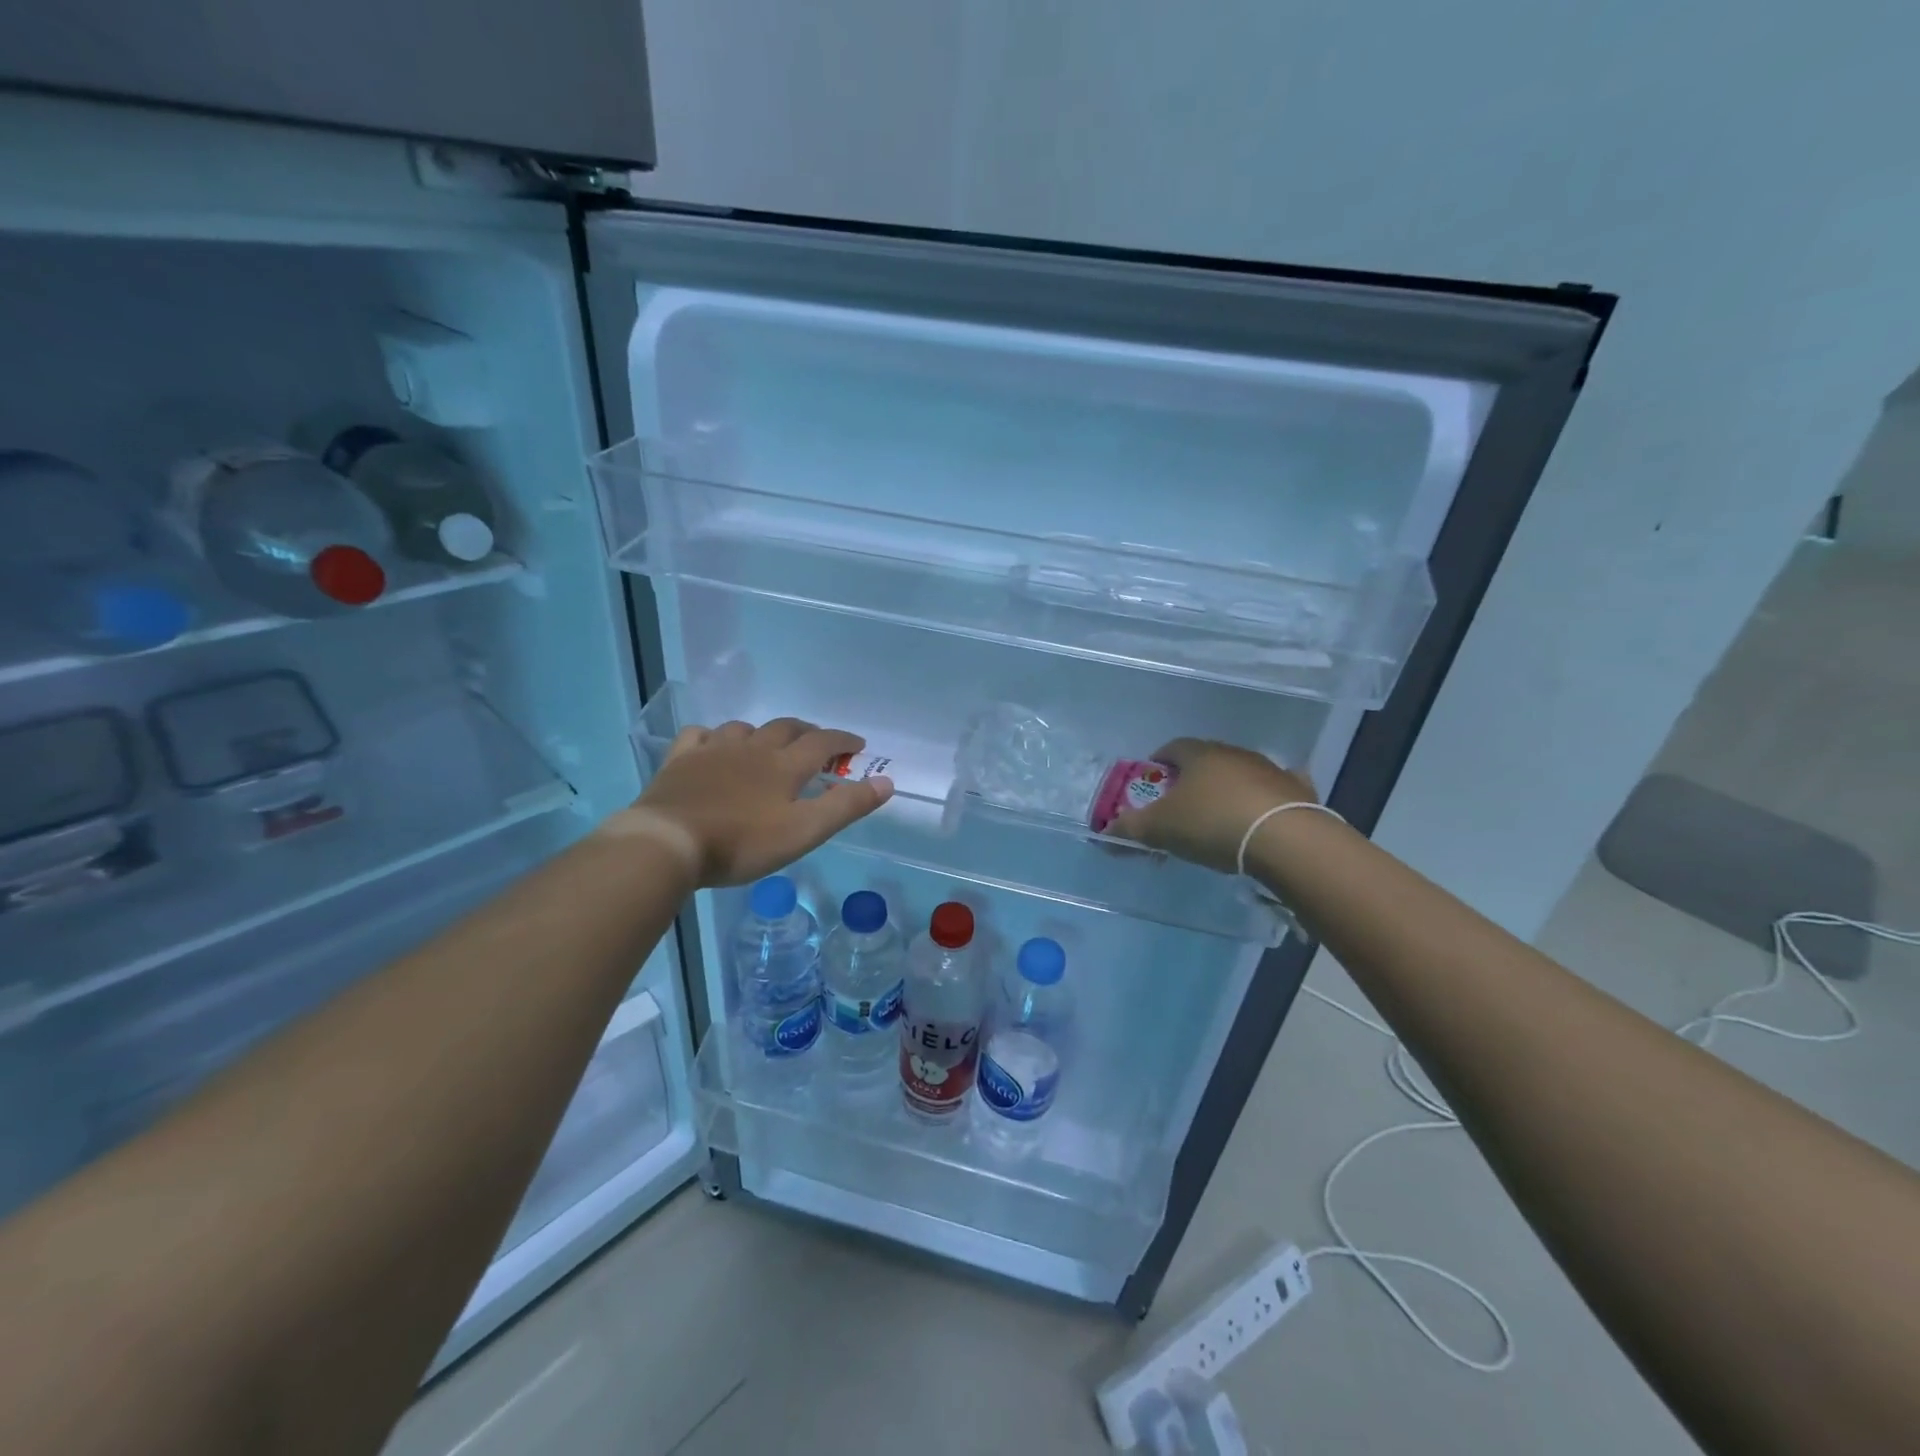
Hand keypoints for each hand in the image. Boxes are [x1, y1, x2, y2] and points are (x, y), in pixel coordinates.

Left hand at [617, 718, 892, 886]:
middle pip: (785, 728)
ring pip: (744, 728)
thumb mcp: (804, 832)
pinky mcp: (681, 761)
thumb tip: (886, 782)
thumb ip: (846, 806)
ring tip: (767, 745)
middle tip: (818, 742)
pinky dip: (713, 737)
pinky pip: (699, 736)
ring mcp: (713, 751)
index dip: (843, 740)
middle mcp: (752, 749)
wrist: (668, 843)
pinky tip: (713, 746)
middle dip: (807, 732)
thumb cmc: (742, 843)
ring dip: (763, 732)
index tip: (857, 744)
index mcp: (784, 766)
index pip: (822, 742)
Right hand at [1108, 737, 1316, 873]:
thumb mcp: (1160, 829)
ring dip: (1227, 790)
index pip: (1172, 748)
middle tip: (1180, 807)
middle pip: (1206, 760)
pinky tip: (1261, 816)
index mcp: (1199, 754)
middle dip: (1191, 779)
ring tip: (1218, 819)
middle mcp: (1234, 753)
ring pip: (1240, 774)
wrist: (1285, 840)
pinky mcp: (1297, 791)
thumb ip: (1130, 827)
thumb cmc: (1212, 824)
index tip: (1152, 783)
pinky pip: (1275, 790)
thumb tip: (1104, 830)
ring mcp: (1269, 770)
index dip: (1158, 763)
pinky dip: (1265, 799)